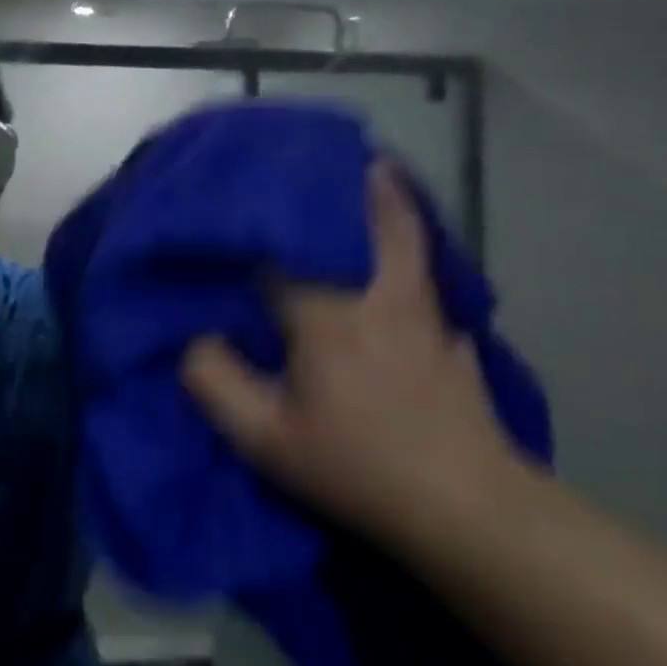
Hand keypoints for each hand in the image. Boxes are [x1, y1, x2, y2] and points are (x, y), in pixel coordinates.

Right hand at [181, 161, 518, 543]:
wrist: (470, 511)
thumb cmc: (359, 466)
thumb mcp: (267, 440)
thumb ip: (216, 382)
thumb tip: (196, 339)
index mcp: (325, 310)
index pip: (281, 248)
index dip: (256, 222)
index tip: (238, 194)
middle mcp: (377, 293)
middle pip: (370, 216)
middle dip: (352, 180)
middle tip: (331, 154)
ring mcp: (423, 311)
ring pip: (407, 236)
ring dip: (388, 201)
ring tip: (370, 174)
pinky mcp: (450, 334)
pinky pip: (423, 271)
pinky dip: (409, 246)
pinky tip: (398, 254)